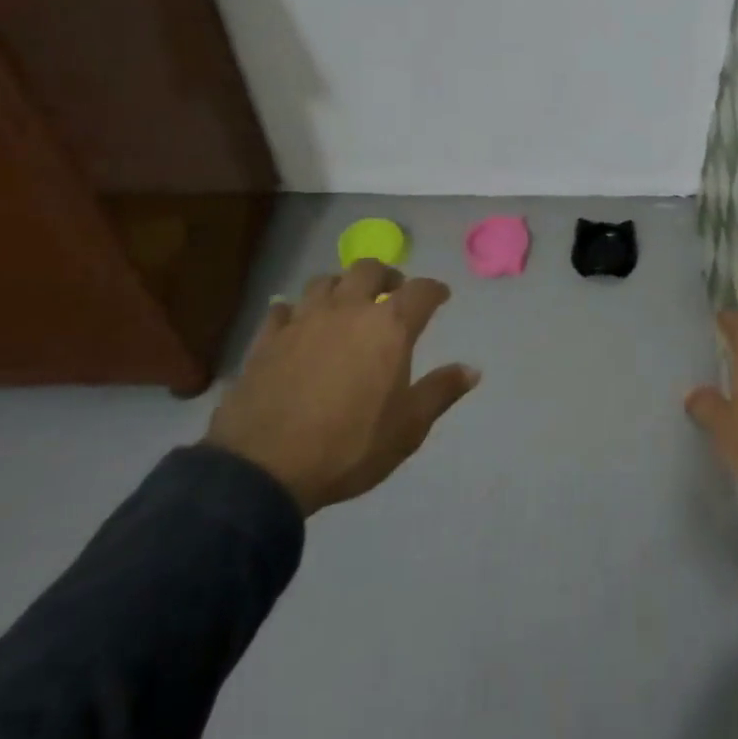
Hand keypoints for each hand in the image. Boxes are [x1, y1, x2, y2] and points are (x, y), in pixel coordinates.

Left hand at [206, 260, 480, 515]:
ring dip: (341, 286)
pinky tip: (297, 323)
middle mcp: (348, 311)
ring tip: (346, 304)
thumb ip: (441, 391)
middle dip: (386, 275)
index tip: (441, 296)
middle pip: (368, 269)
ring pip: (324, 282)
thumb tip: (472, 370)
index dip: (435, 290)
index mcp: (389, 327)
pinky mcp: (267, 339)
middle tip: (392, 291)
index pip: (421, 291)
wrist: (265, 468)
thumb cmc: (350, 445)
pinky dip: (296, 310)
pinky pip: (283, 309)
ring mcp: (303, 321)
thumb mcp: (409, 426)